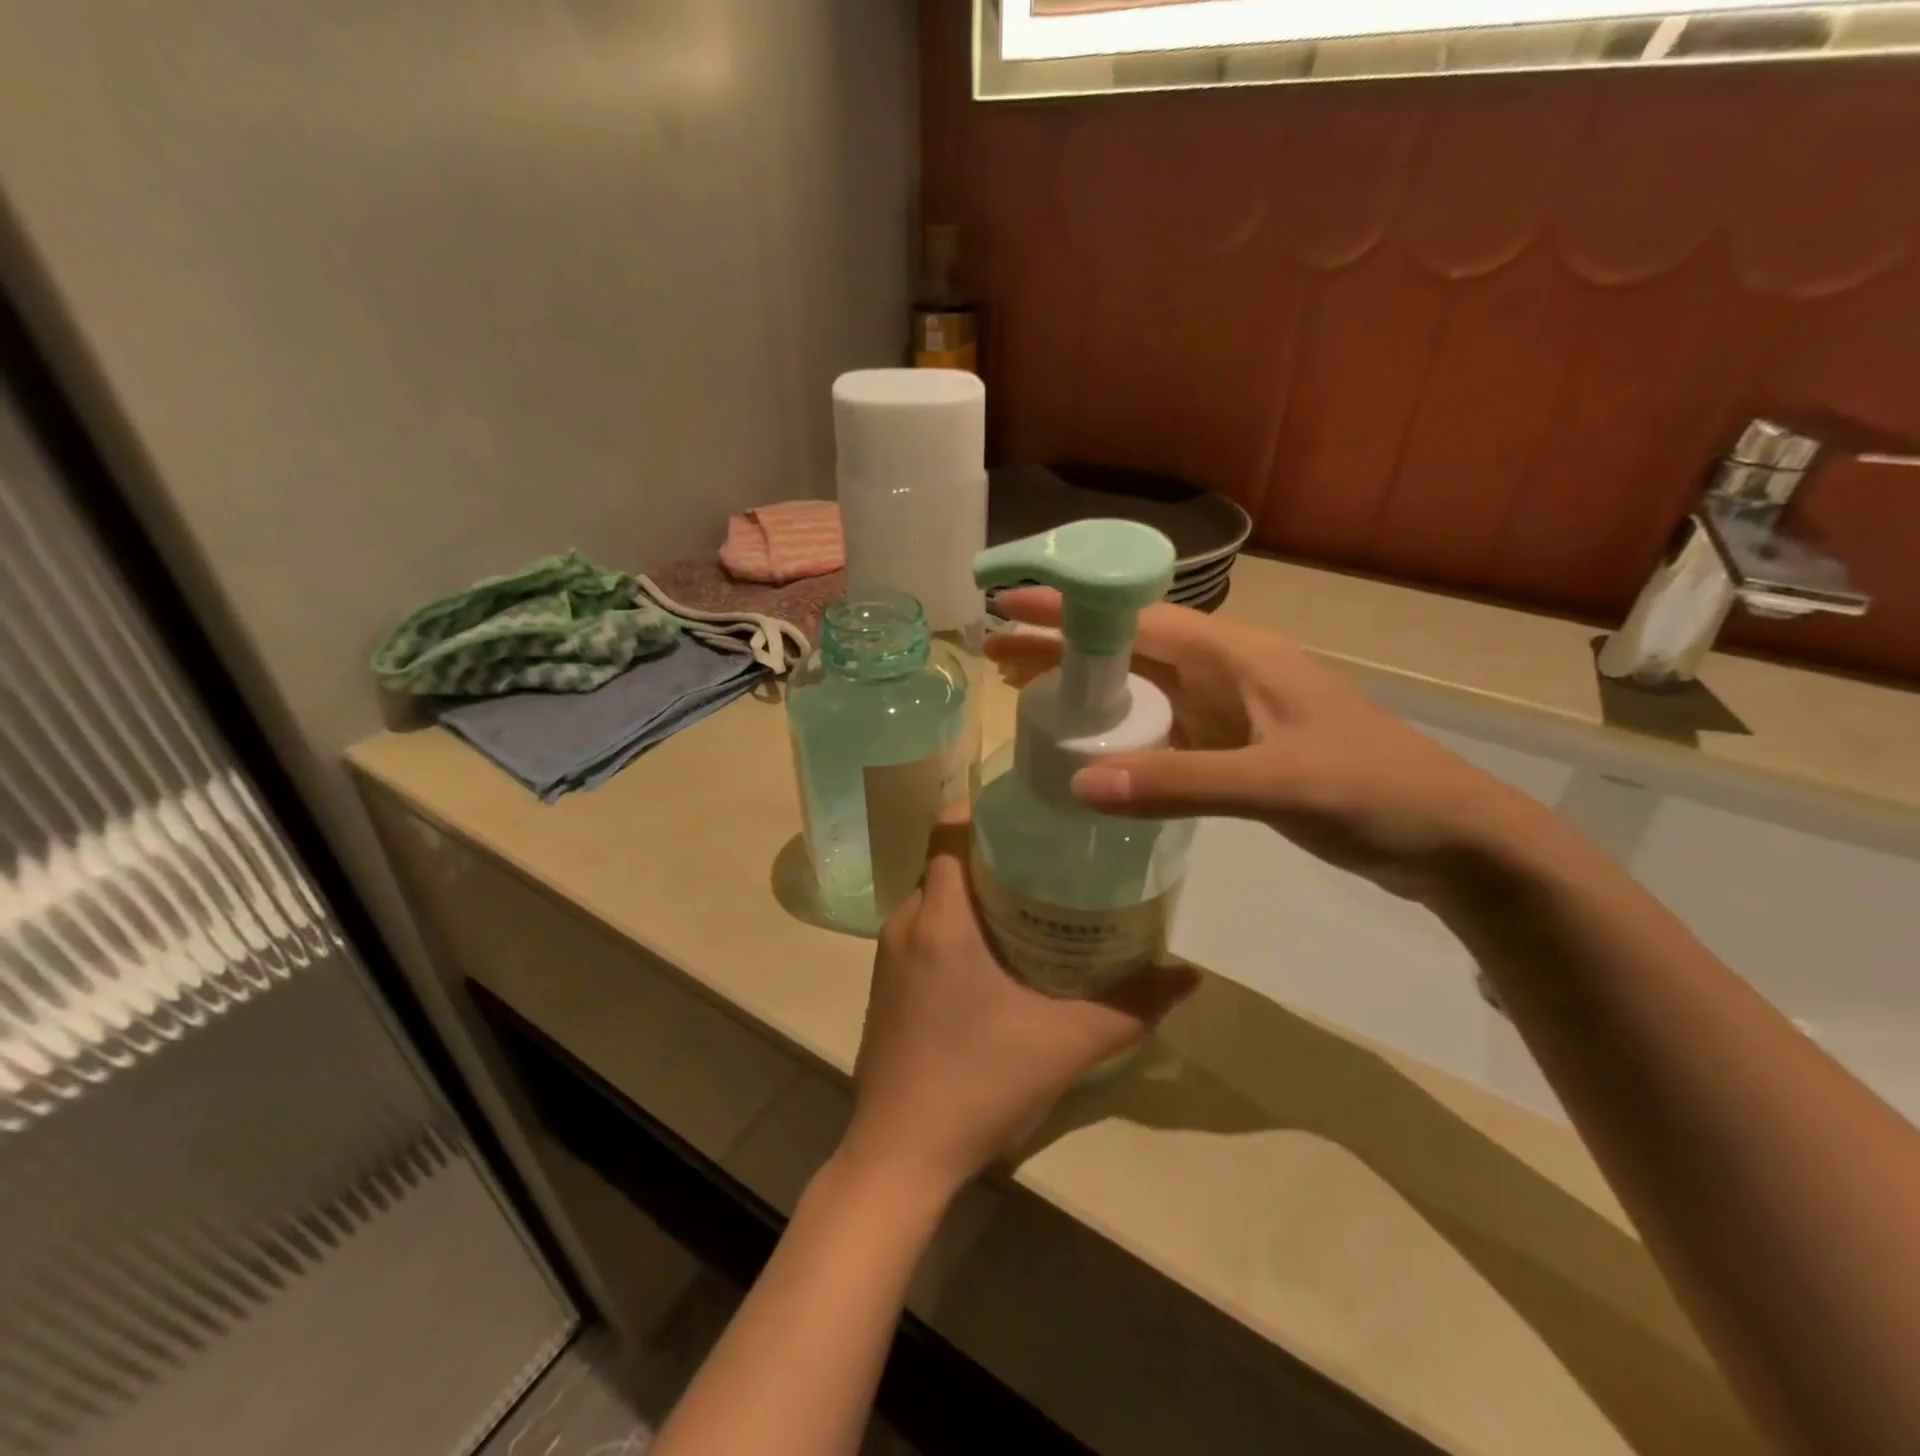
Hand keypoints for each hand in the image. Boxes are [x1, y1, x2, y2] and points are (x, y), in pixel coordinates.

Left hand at [840, 811, 1198, 1199]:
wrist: (900, 1155)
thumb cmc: (980, 1083)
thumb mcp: (1067, 1042)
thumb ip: (1132, 1004)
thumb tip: (1189, 974)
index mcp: (940, 917)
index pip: (949, 829)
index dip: (985, 809)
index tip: (1032, 810)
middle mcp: (905, 922)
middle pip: (947, 860)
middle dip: (993, 849)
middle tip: (1050, 853)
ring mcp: (888, 955)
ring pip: (935, 896)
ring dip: (975, 889)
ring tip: (1032, 895)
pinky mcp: (886, 984)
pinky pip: (923, 928)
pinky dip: (956, 921)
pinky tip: (997, 950)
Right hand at [986, 588, 1549, 899]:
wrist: (1448, 840)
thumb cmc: (1372, 791)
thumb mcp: (1276, 783)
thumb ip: (1178, 783)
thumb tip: (1077, 784)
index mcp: (1236, 655)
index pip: (1135, 617)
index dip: (1070, 609)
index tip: (1009, 605)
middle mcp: (1225, 672)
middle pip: (1127, 648)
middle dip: (1062, 647)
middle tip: (996, 657)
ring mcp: (1229, 712)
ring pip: (1140, 689)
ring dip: (1085, 689)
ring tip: (1023, 696)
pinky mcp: (1232, 748)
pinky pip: (1159, 730)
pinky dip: (1117, 733)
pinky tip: (1087, 749)